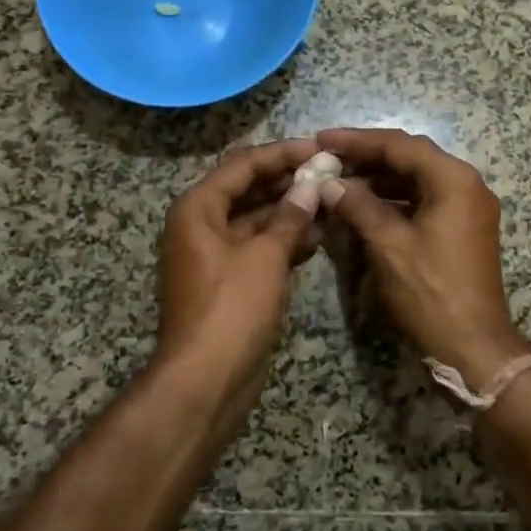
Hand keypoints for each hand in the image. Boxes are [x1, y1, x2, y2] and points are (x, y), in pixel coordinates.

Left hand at [156, 138, 321, 387]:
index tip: (319, 148)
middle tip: (331, 172)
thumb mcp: (265, 256)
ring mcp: (215, 254)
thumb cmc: (231, 308)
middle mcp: (201, 224)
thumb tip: (311, 186)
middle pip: (248, 189)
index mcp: (198, 208)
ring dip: (290, 210)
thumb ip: (290, 216)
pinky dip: (285, 240)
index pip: (243, 164)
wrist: (205, 382)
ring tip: (331, 201)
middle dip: (288, 181)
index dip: (282, 153)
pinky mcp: (230, 280)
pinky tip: (318, 237)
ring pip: (256, 219)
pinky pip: (259, 247)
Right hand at [314, 128, 530, 386]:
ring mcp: (468, 207)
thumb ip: (358, 205)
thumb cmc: (431, 292)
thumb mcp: (389, 245)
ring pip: (417, 178)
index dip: (357, 140)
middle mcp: (466, 184)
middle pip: (411, 156)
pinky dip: (394, 198)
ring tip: (339, 180)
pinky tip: (364, 204)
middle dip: (368, 156)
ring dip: (380, 177)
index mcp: (454, 179)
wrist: (474, 347)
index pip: (399, 145)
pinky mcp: (463, 228)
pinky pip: (425, 199)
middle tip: (328, 157)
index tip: (321, 139)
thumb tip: (330, 183)